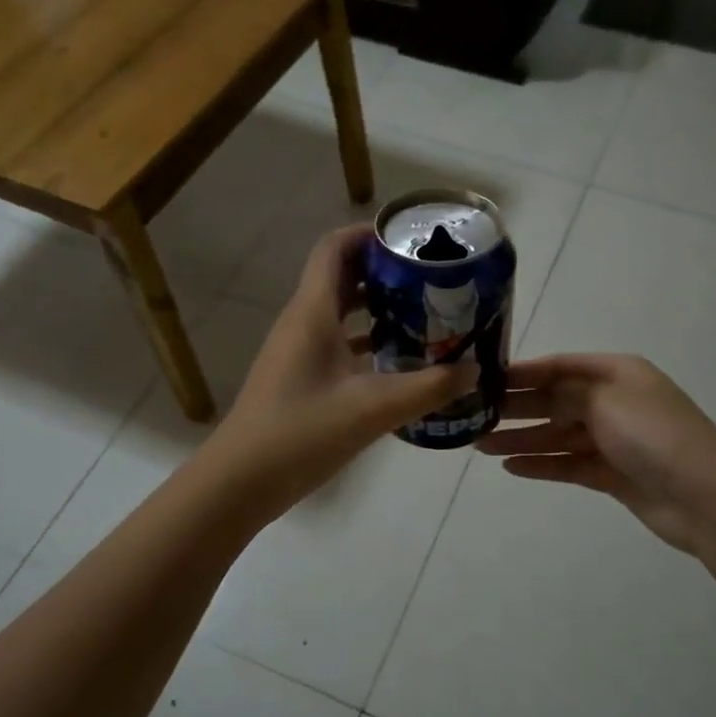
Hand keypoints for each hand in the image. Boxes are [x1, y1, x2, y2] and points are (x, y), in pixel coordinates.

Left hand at [210, 226, 474, 515]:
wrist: (241, 481)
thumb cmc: (301, 433)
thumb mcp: (372, 409)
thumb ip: (428, 388)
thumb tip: (474, 370)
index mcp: (313, 313)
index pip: (335, 248)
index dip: (369, 234)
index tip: (412, 240)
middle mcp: (303, 323)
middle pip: (342, 277)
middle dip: (384, 271)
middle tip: (431, 279)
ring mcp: (298, 352)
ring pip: (340, 312)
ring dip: (378, 308)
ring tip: (424, 315)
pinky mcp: (300, 378)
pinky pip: (337, 343)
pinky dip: (367, 342)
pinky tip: (399, 363)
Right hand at [476, 354, 715, 554]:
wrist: (704, 496)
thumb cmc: (652, 434)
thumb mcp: (605, 399)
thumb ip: (566, 393)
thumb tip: (542, 394)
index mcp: (616, 373)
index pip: (561, 366)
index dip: (524, 372)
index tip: (486, 379)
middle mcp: (614, 402)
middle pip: (556, 401)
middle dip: (518, 408)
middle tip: (475, 415)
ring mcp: (614, 440)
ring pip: (559, 435)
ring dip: (522, 439)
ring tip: (482, 445)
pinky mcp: (613, 474)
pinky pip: (569, 464)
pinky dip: (542, 464)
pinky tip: (511, 467)